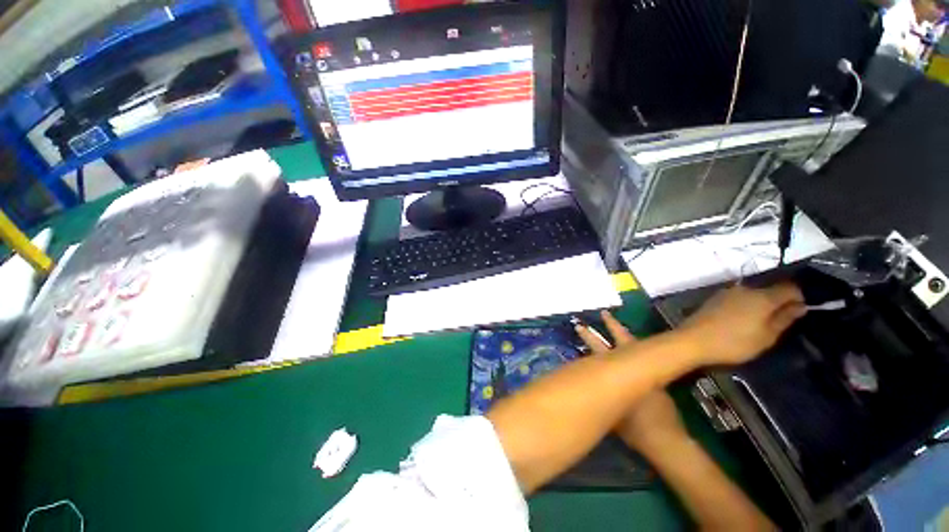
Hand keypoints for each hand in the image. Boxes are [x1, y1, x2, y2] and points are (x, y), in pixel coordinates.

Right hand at [576, 311, 689, 454]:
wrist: (665, 439)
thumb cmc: (634, 428)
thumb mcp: (608, 412)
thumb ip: (599, 394)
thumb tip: (585, 382)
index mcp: (620, 373)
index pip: (600, 349)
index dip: (589, 337)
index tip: (580, 326)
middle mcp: (634, 367)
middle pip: (621, 340)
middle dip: (610, 327)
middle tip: (603, 313)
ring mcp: (647, 371)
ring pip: (635, 345)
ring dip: (624, 333)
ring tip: (618, 322)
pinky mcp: (656, 378)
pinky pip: (643, 356)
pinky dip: (634, 347)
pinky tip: (630, 346)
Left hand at [680, 282, 805, 366]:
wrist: (693, 340)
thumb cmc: (734, 342)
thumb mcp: (767, 336)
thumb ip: (784, 318)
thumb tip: (800, 305)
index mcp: (762, 296)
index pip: (790, 288)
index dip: (800, 297)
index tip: (801, 312)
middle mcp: (745, 289)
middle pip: (770, 290)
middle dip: (779, 301)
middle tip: (782, 320)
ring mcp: (727, 292)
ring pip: (753, 294)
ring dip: (761, 304)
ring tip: (761, 322)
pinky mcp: (714, 298)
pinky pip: (738, 298)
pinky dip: (746, 306)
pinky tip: (742, 320)